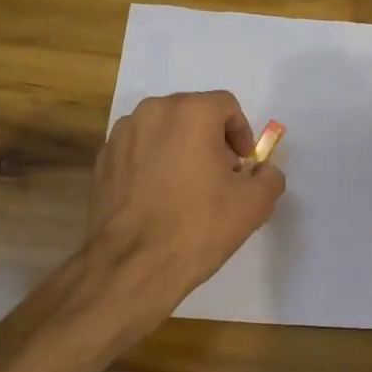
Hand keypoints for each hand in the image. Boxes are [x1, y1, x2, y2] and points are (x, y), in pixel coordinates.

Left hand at [87, 91, 285, 308]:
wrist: (131, 265)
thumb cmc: (196, 227)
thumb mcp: (253, 205)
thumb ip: (269, 177)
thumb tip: (263, 171)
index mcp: (190, 112)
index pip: (226, 106)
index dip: (241, 134)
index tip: (243, 167)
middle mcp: (152, 112)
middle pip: (193, 114)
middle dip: (212, 140)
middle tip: (221, 177)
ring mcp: (121, 134)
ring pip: (163, 130)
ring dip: (181, 149)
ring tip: (189, 188)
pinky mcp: (102, 159)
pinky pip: (139, 149)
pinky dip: (154, 163)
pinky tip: (160, 198)